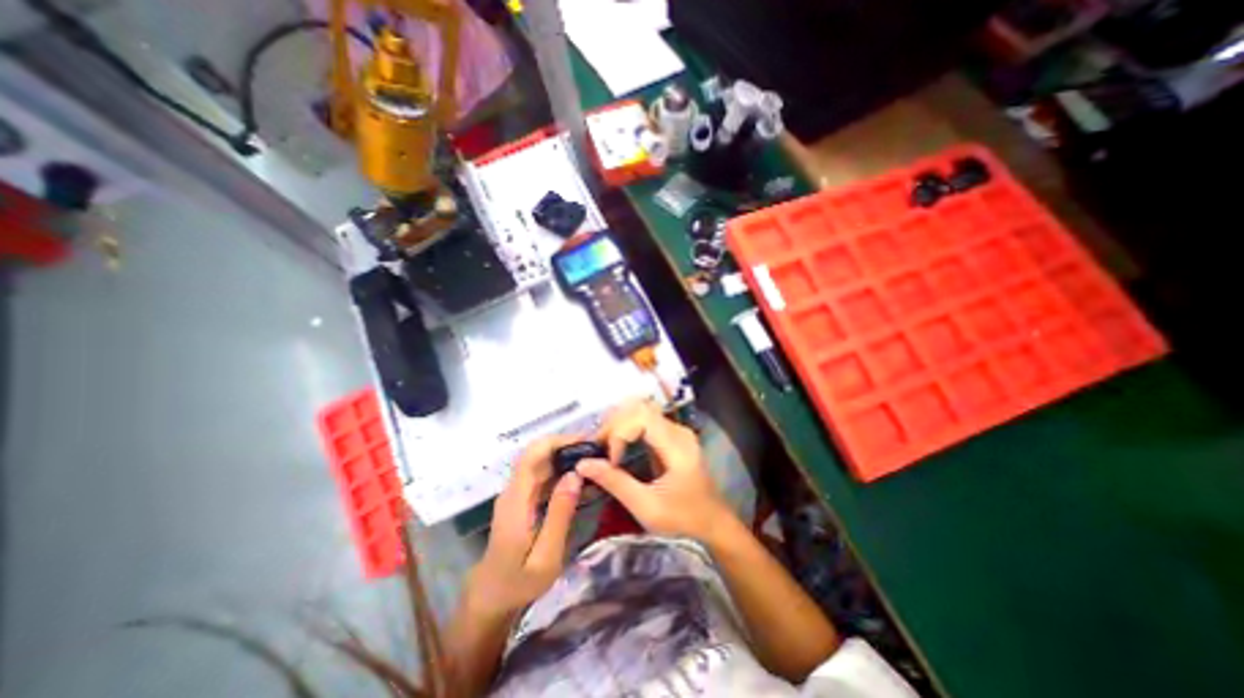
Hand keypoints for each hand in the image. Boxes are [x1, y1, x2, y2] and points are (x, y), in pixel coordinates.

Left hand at [467, 434, 581, 618]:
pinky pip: (543, 477)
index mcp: (516, 499)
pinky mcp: (522, 500)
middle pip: (538, 454)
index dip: (558, 441)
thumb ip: (560, 514)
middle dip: (567, 447)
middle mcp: (514, 490)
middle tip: (598, 452)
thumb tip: (575, 474)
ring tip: (595, 462)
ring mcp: (517, 494)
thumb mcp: (545, 556)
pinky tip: (581, 480)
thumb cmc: (519, 582)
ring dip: (566, 458)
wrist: (491, 598)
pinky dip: (562, 473)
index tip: (586, 441)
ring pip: (541, 463)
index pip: (532, 454)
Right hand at [576, 401, 735, 541]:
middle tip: (599, 448)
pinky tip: (617, 446)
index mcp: (677, 445)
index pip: (641, 417)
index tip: (612, 460)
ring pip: (641, 411)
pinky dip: (627, 429)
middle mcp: (678, 430)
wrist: (713, 523)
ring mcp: (677, 431)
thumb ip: (615, 482)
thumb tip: (582, 464)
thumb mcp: (647, 507)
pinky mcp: (673, 436)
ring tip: (605, 446)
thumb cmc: (683, 519)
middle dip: (614, 425)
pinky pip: (646, 420)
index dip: (619, 433)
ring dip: (619, 424)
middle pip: (640, 408)